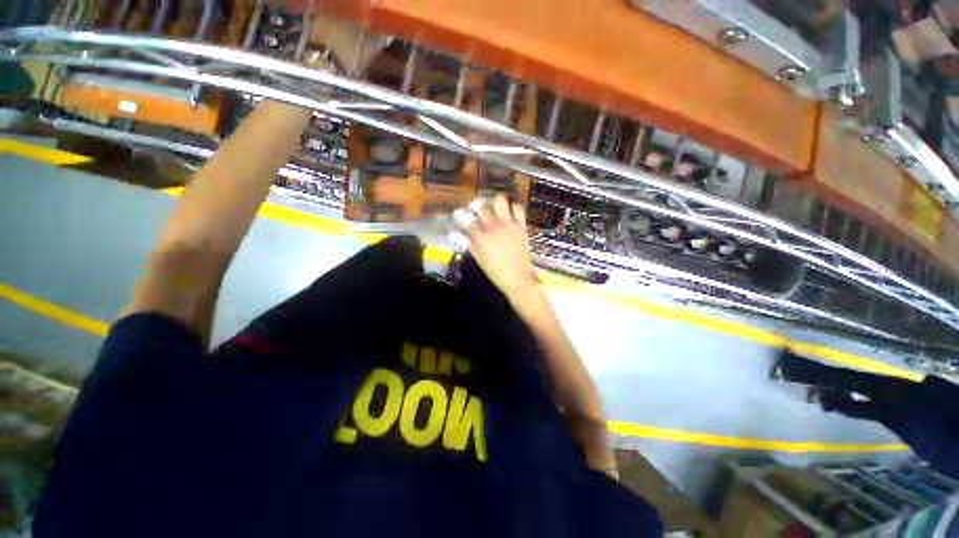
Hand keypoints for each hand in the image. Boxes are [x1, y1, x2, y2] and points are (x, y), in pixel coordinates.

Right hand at [462, 195, 538, 299]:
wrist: (518, 278)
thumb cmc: (495, 271)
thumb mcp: (478, 258)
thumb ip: (467, 243)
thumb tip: (454, 233)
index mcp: (481, 236)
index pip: (466, 218)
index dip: (459, 214)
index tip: (458, 214)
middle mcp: (494, 226)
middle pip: (481, 206)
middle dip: (475, 206)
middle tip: (475, 212)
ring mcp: (509, 224)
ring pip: (500, 200)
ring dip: (494, 203)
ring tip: (493, 209)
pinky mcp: (521, 226)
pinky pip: (518, 208)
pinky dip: (512, 207)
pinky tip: (508, 213)